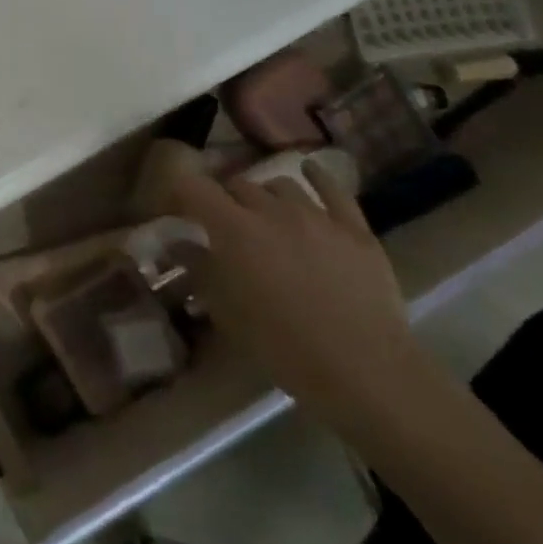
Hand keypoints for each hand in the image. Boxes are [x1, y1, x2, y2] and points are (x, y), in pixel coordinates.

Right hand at [170, 160, 423, 428]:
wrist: (365, 371)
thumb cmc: (282, 344)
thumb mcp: (226, 311)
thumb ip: (199, 268)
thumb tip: (179, 243)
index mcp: (233, 228)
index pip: (193, 187)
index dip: (180, 193)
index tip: (177, 210)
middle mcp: (271, 210)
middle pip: (238, 185)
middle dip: (224, 198)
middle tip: (223, 223)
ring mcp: (318, 217)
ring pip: (281, 186)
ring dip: (266, 195)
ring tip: (265, 213)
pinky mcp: (356, 230)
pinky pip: (334, 191)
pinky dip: (316, 177)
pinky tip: (309, 172)